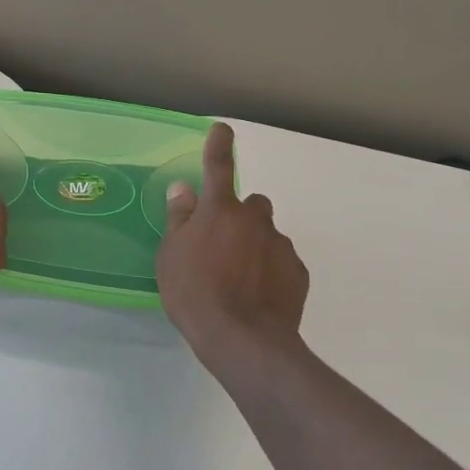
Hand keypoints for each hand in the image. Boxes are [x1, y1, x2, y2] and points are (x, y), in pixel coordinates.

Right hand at [158, 122, 309, 366]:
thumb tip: (184, 189)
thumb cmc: (195, 293)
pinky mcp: (298, 272)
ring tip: (238, 279)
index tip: (223, 129)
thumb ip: (179, 219)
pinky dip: (270, 270)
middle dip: (240, 217)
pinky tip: (257, 295)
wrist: (244, 340)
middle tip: (222, 246)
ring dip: (255, 246)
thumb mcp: (171, 256)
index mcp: (220, 210)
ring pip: (267, 234)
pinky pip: (281, 261)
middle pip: (251, 205)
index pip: (219, 167)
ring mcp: (280, 245)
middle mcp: (255, 219)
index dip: (219, 145)